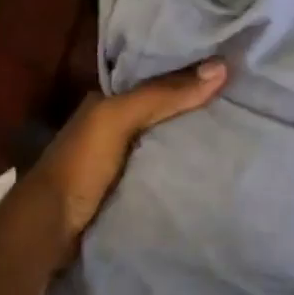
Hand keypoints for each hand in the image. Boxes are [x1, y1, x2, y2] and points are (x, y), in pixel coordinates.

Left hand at [23, 60, 228, 247]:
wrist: (50, 228)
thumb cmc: (80, 164)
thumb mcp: (117, 119)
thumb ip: (162, 95)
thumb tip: (221, 66)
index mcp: (107, 101)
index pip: (155, 78)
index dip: (188, 72)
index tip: (231, 68)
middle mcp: (115, 126)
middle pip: (164, 111)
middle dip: (197, 106)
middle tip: (244, 100)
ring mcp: (122, 160)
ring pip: (166, 141)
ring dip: (194, 139)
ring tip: (241, 130)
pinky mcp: (130, 189)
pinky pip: (165, 170)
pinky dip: (186, 167)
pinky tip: (215, 166)